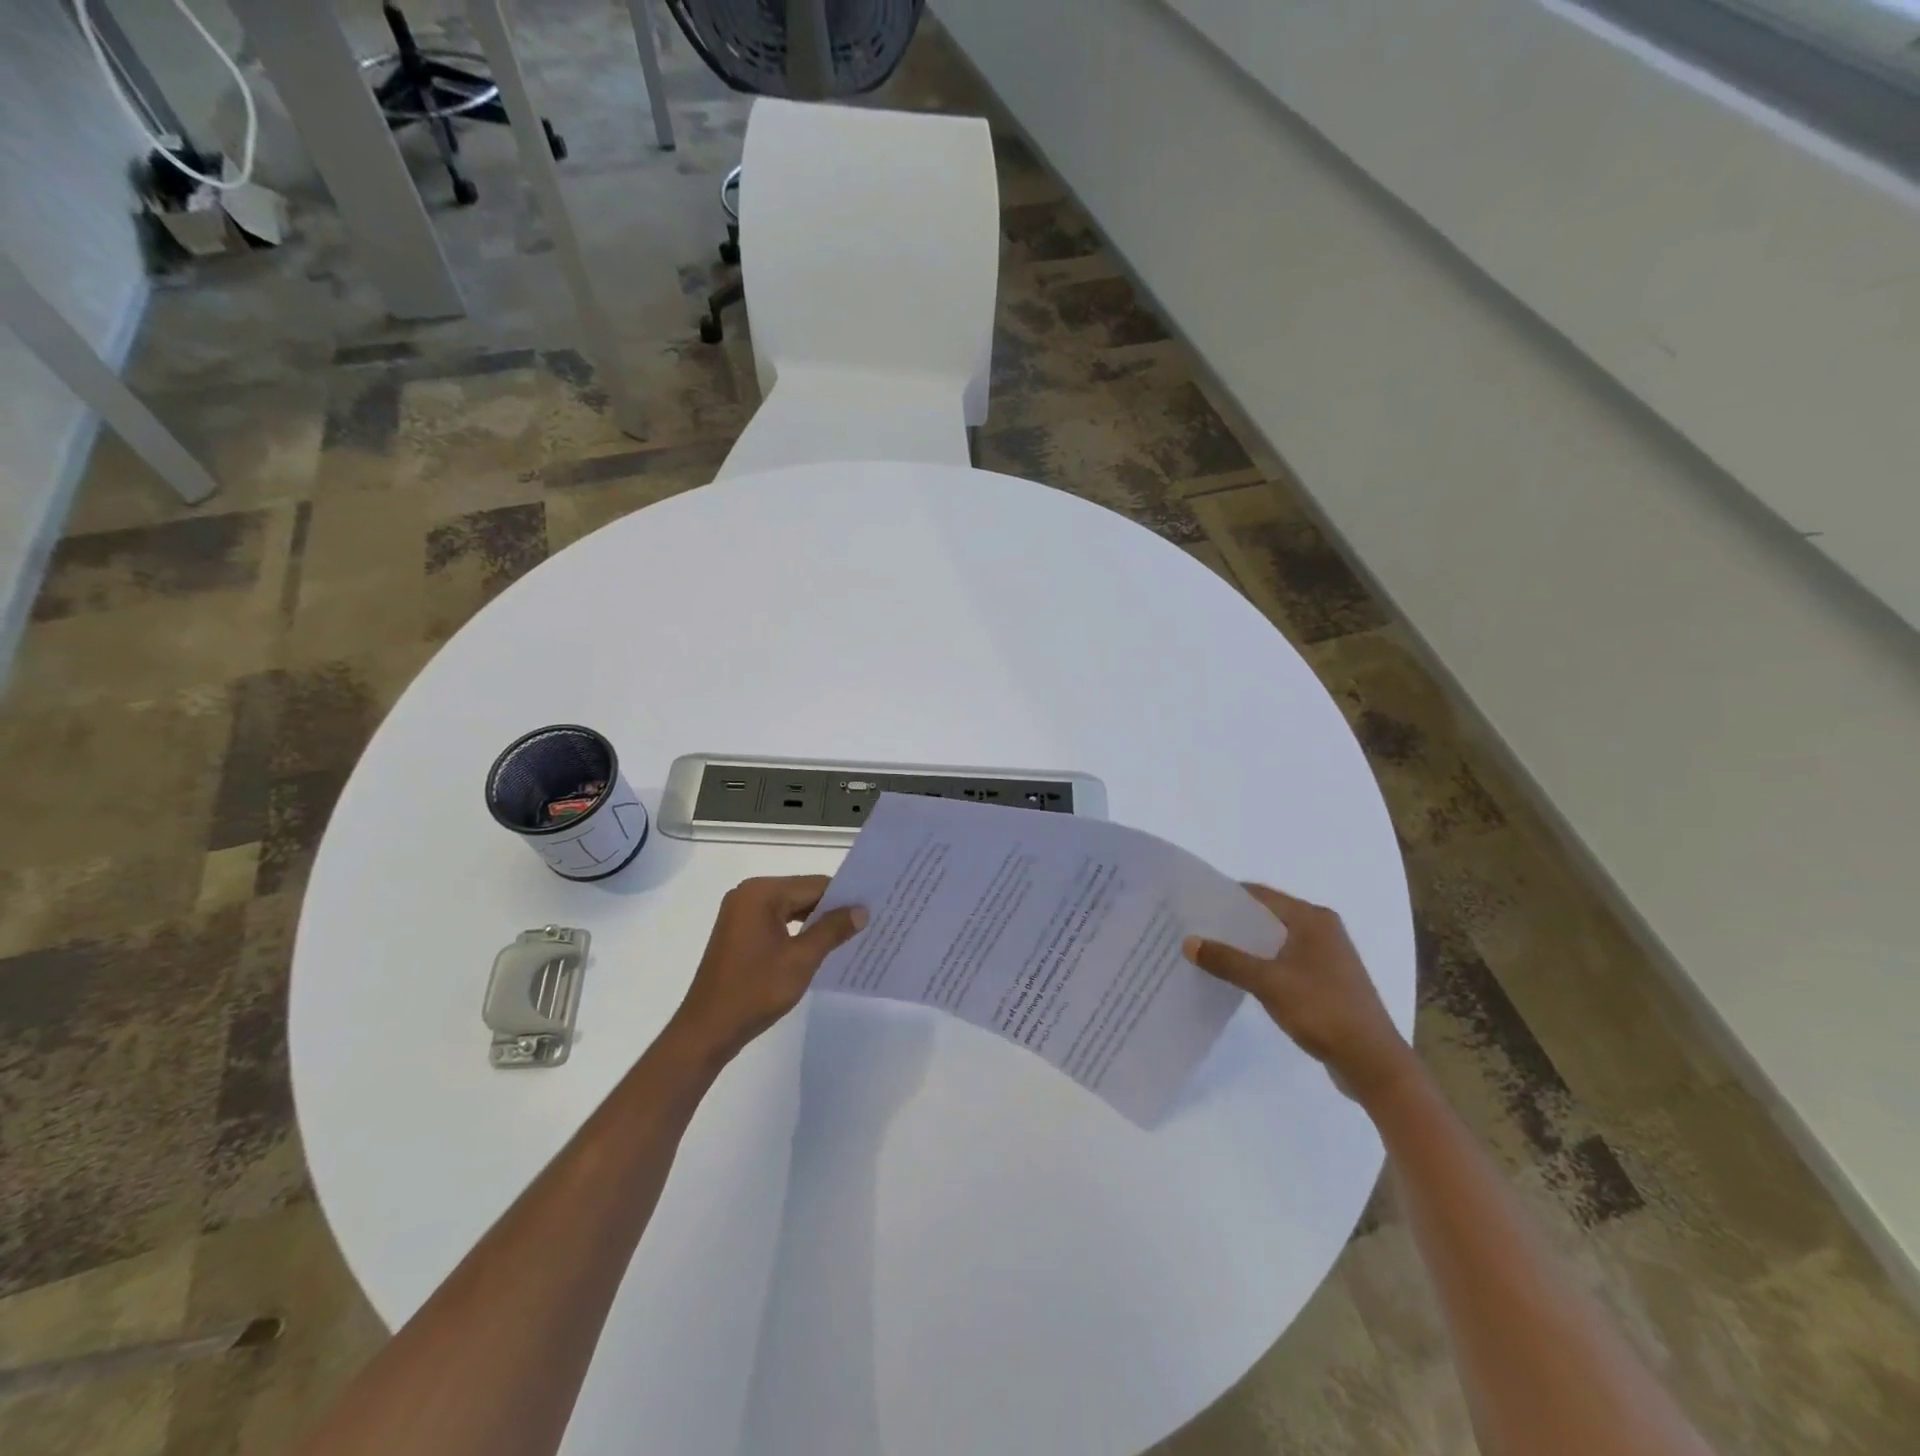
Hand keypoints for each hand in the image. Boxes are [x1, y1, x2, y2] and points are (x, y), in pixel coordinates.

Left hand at [668, 876, 867, 1065]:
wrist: (707, 1030)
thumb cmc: (755, 991)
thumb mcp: (801, 959)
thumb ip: (833, 929)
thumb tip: (862, 910)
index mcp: (761, 892)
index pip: (814, 885)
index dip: (844, 897)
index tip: (873, 908)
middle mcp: (748, 894)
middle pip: (802, 893)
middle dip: (831, 909)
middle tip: (867, 922)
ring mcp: (740, 914)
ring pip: (790, 909)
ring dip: (816, 922)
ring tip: (850, 935)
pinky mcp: (739, 933)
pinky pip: (777, 922)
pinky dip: (798, 932)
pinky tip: (820, 946)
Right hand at [1184, 884, 1413, 1105]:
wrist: (1372, 1061)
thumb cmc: (1322, 1010)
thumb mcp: (1268, 982)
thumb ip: (1227, 960)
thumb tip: (1189, 942)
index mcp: (1312, 918)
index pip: (1260, 895)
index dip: (1226, 896)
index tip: (1194, 903)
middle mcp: (1322, 929)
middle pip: (1268, 915)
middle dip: (1232, 922)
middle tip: (1194, 927)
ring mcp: (1327, 956)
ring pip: (1276, 940)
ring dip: (1246, 945)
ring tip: (1209, 951)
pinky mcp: (1327, 980)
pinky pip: (1285, 960)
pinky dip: (1262, 963)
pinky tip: (1239, 976)